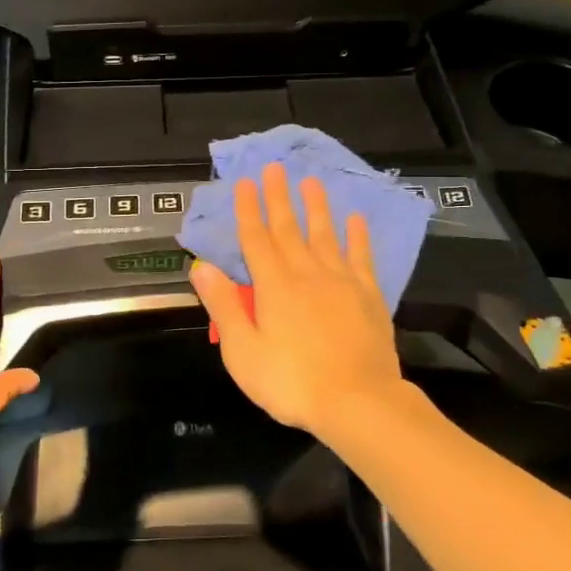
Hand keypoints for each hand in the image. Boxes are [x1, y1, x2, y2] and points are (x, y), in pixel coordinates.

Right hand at [190, 163, 406, 438]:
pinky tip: (355, 219)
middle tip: (276, 167)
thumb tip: (201, 267)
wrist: (358, 403)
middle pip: (289, 228)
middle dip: (279, 197)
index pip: (256, 239)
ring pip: (325, 235)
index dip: (249, 210)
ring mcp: (341, 282)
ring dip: (317, 207)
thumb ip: (224, 306)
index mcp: (274, 286)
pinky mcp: (368, 296)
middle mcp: (306, 273)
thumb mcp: (243, 351)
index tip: (246, 182)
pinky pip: (361, 257)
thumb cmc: (292, 382)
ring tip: (311, 181)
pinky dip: (357, 236)